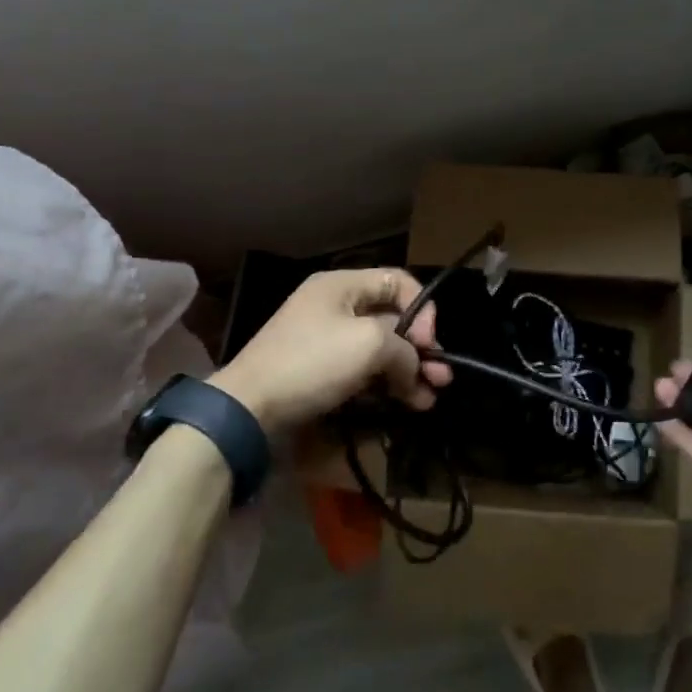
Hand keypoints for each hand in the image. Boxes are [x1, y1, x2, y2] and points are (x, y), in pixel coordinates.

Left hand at [211, 268, 452, 433]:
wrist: (249, 409)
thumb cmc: (312, 362)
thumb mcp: (369, 344)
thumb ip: (405, 349)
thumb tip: (415, 369)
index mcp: (342, 285)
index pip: (398, 282)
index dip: (423, 310)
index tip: (430, 343)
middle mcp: (336, 307)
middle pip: (392, 319)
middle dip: (421, 349)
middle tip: (442, 378)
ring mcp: (327, 341)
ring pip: (380, 350)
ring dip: (408, 372)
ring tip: (428, 399)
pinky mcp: (322, 372)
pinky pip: (363, 371)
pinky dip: (386, 385)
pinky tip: (406, 404)